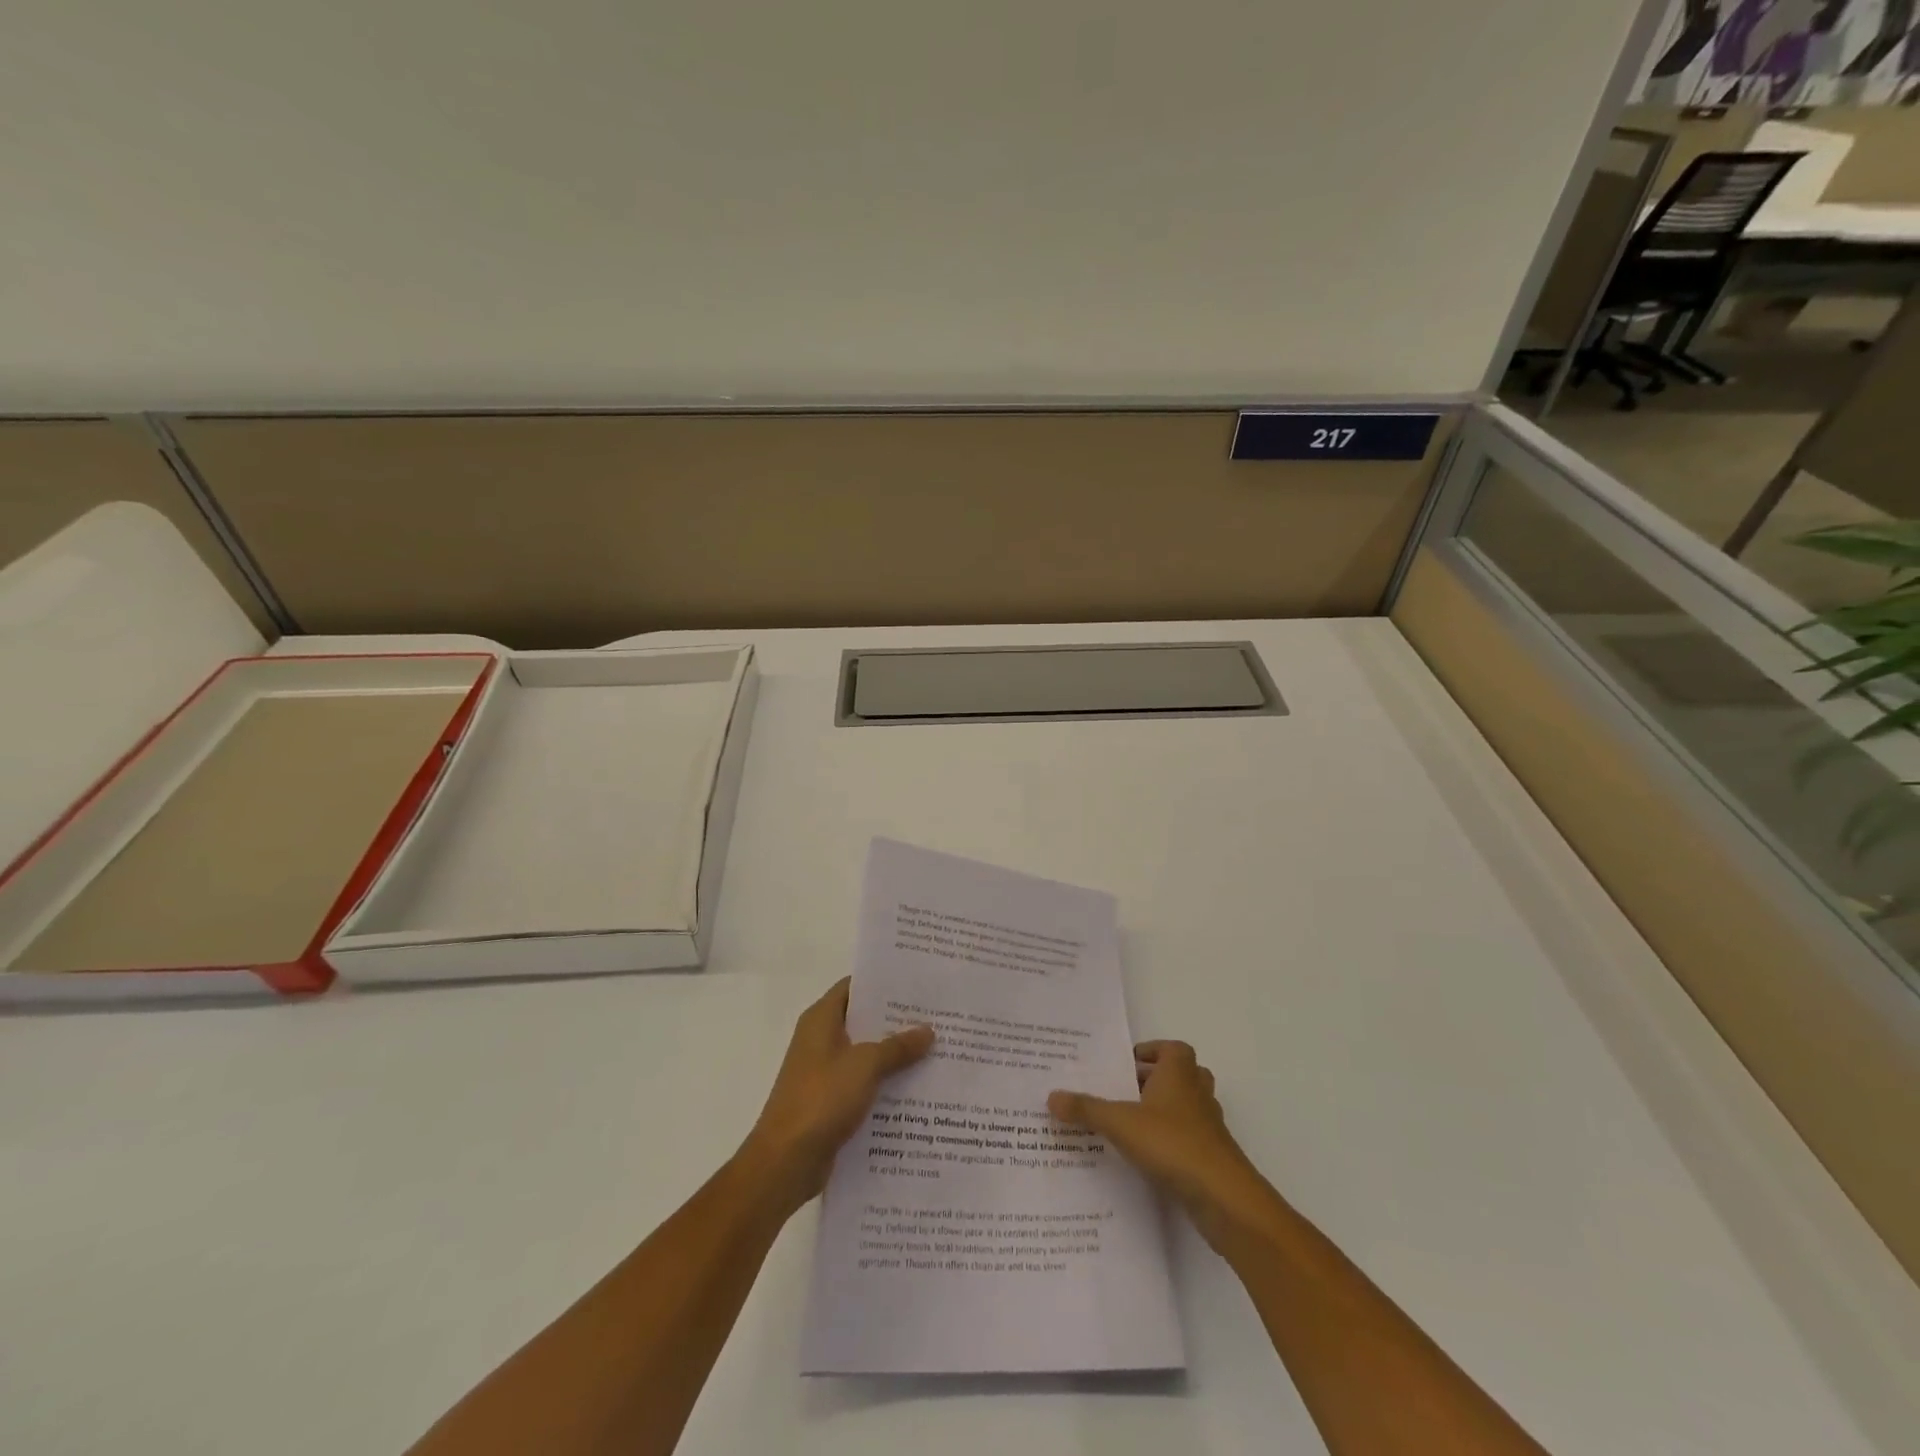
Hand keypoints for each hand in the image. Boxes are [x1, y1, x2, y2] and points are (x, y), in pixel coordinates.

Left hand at [738, 978, 933, 1213]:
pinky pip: (864, 1083)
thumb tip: (928, 1030)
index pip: (854, 986)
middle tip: (936, 1016)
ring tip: (935, 1049)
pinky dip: (885, 1083)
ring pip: (866, 1054)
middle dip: (897, 1020)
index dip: (883, 982)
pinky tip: (917, 1088)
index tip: (917, 983)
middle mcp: (821, 1039)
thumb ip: (898, 1046)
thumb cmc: (821, 1099)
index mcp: (821, 1019)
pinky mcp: (830, 1102)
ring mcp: (825, 1072)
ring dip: (894, 1054)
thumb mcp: (865, 1065)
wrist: (786, 1162)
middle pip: (863, 1020)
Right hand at [1049, 1040, 1274, 1250]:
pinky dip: (1172, 1141)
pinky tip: (1147, 1157)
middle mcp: (1197, 1094)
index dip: (1153, 1051)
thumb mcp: (1120, 1123)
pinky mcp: (1212, 1158)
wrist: (1223, 1197)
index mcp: (1179, 1073)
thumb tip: (1051, 1096)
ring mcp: (1209, 1127)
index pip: (1173, 1048)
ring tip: (1132, 1122)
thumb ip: (1086, 1109)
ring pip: (1188, 1107)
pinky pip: (1190, 1139)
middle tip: (1124, 1091)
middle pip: (1182, 1075)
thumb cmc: (1172, 1144)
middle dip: (1156, 1080)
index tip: (1128, 1063)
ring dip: (1165, 1111)